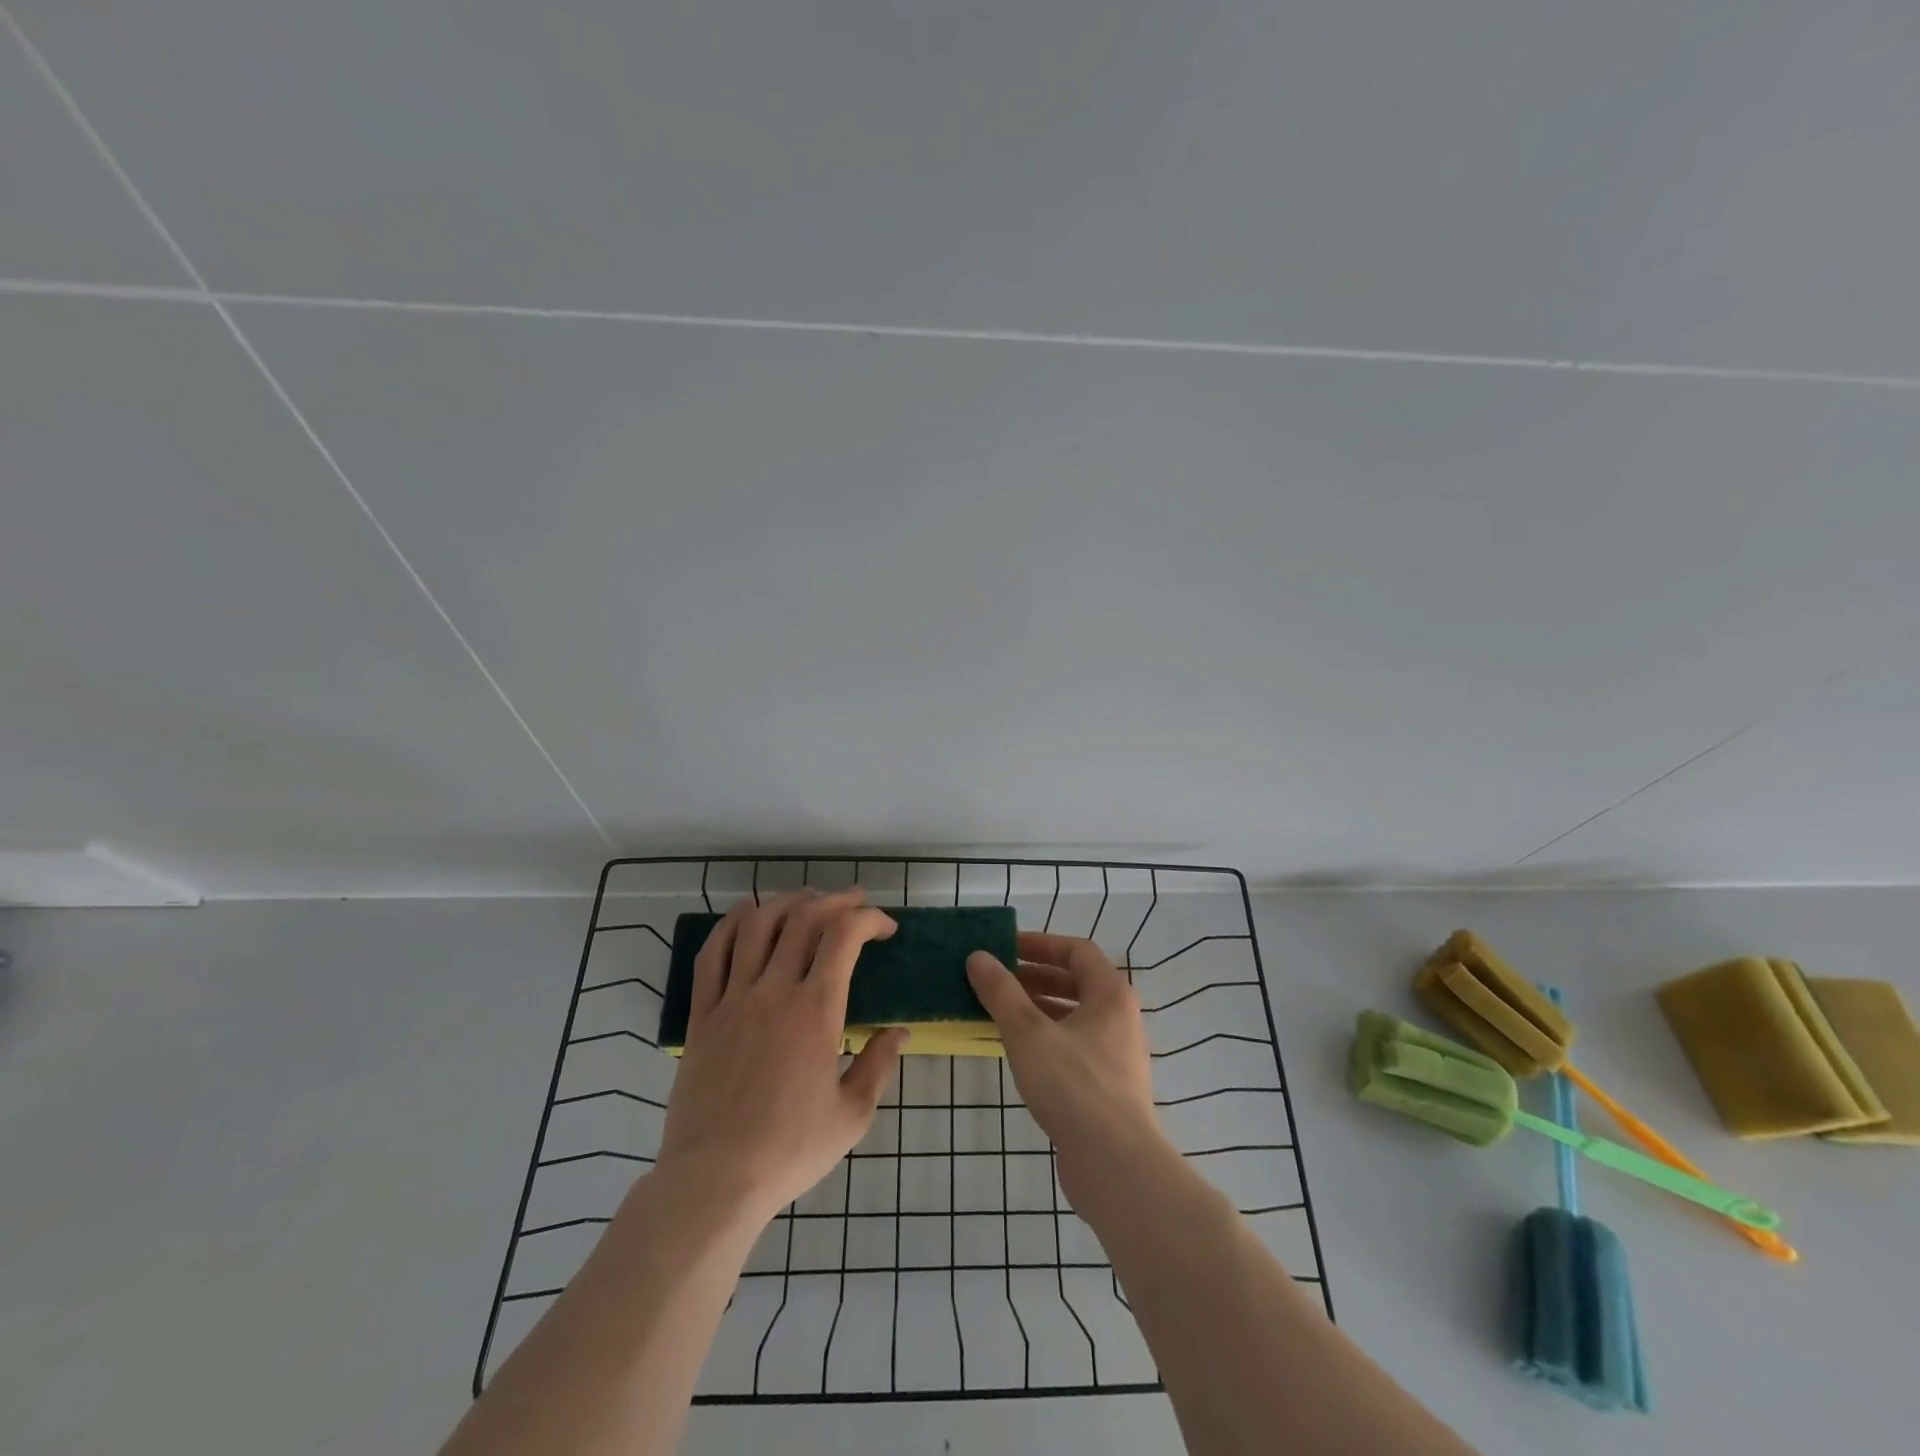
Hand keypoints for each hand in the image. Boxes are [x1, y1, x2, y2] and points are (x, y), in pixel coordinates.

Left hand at [655, 888, 908, 1227]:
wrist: (714, 1181)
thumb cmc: (790, 1150)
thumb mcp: (852, 1115)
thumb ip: (879, 1065)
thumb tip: (899, 1032)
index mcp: (815, 1010)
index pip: (844, 937)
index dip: (869, 919)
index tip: (886, 928)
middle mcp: (773, 991)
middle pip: (804, 919)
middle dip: (836, 901)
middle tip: (856, 902)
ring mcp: (733, 999)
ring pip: (757, 926)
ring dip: (787, 902)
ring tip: (808, 899)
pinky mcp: (702, 1015)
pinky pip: (712, 955)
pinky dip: (731, 924)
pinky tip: (746, 913)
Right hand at [966, 932, 1170, 1208]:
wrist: (1115, 1165)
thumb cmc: (1073, 1086)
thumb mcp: (1028, 1033)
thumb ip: (1001, 992)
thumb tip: (977, 956)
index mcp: (1111, 994)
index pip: (1077, 951)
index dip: (1040, 943)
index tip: (1005, 947)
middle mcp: (1119, 1017)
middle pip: (1075, 982)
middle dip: (1034, 976)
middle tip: (995, 978)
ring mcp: (1115, 1053)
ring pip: (1072, 1016)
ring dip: (1036, 1008)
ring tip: (998, 1010)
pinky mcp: (1106, 1085)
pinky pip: (1072, 1045)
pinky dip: (1045, 1037)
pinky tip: (1016, 1050)